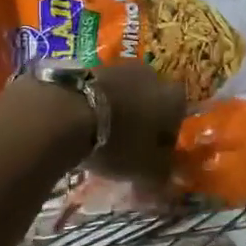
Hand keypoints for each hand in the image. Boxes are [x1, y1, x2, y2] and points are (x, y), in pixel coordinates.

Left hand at [89, 61, 185, 184]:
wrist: (66, 112)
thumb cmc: (118, 142)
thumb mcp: (146, 171)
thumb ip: (162, 175)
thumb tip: (167, 179)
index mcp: (173, 99)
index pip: (179, 119)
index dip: (166, 140)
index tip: (152, 157)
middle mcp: (152, 76)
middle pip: (152, 102)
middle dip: (142, 121)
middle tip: (127, 146)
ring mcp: (120, 67)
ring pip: (125, 94)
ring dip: (118, 111)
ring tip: (101, 136)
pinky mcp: (90, 65)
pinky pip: (100, 90)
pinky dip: (96, 105)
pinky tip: (82, 123)